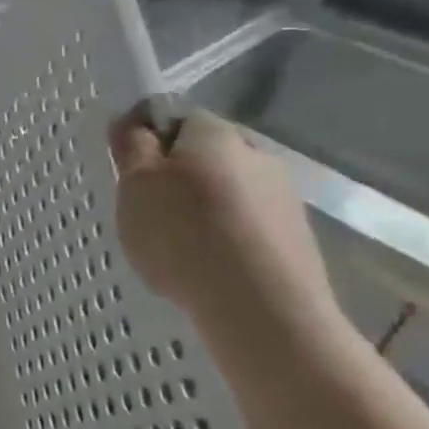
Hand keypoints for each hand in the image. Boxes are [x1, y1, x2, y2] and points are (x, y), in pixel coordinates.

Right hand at [109, 110, 336, 332]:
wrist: (261, 308)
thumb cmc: (183, 233)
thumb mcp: (135, 184)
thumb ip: (131, 146)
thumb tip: (131, 120)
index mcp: (217, 133)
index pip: (178, 119)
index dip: (151, 141)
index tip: (131, 174)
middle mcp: (258, 155)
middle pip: (207, 157)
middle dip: (179, 177)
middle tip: (148, 212)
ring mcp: (284, 199)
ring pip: (229, 194)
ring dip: (204, 211)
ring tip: (177, 248)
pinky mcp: (297, 241)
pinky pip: (247, 228)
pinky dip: (226, 241)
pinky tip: (207, 268)